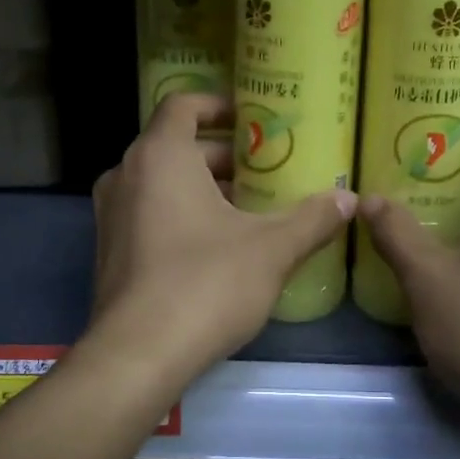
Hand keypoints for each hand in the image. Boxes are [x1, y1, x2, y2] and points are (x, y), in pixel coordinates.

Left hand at [89, 93, 356, 380]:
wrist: (138, 355)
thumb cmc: (206, 284)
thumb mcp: (271, 249)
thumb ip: (312, 219)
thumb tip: (349, 199)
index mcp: (160, 156)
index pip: (183, 104)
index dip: (219, 104)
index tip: (254, 117)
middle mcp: (126, 175)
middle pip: (176, 146)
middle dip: (224, 155)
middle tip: (268, 169)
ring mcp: (112, 215)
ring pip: (162, 183)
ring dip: (204, 187)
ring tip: (251, 207)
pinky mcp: (110, 251)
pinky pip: (149, 213)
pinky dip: (182, 213)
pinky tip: (220, 245)